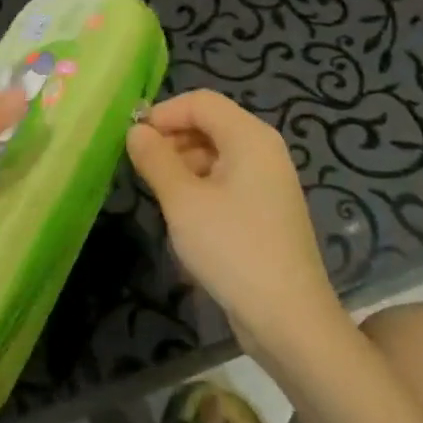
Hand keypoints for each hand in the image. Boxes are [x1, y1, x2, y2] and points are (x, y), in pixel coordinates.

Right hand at [127, 91, 339, 356]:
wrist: (289, 320)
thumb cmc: (232, 249)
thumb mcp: (183, 201)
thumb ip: (155, 159)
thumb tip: (136, 131)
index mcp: (250, 137)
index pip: (200, 102)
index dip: (164, 113)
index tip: (133, 140)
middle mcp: (264, 149)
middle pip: (210, 124)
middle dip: (172, 139)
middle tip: (141, 169)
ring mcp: (268, 180)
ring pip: (216, 153)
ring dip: (183, 165)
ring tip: (159, 195)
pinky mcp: (266, 209)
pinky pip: (227, 180)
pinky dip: (200, 187)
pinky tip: (184, 217)